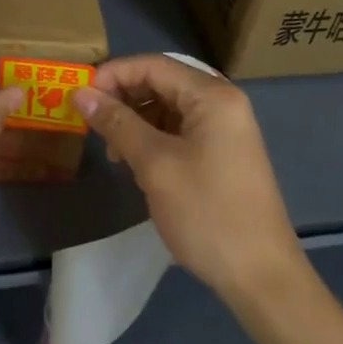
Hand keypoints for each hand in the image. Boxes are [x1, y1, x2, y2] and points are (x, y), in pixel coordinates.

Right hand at [75, 55, 308, 305]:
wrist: (262, 279)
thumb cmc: (207, 213)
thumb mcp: (155, 164)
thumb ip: (117, 123)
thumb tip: (80, 93)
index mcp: (212, 96)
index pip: (153, 65)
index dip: (113, 75)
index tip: (81, 96)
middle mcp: (222, 103)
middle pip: (161, 82)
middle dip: (123, 98)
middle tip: (92, 124)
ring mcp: (225, 129)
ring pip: (168, 107)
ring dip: (135, 120)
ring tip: (113, 151)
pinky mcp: (222, 154)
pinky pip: (179, 130)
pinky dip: (152, 138)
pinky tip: (135, 162)